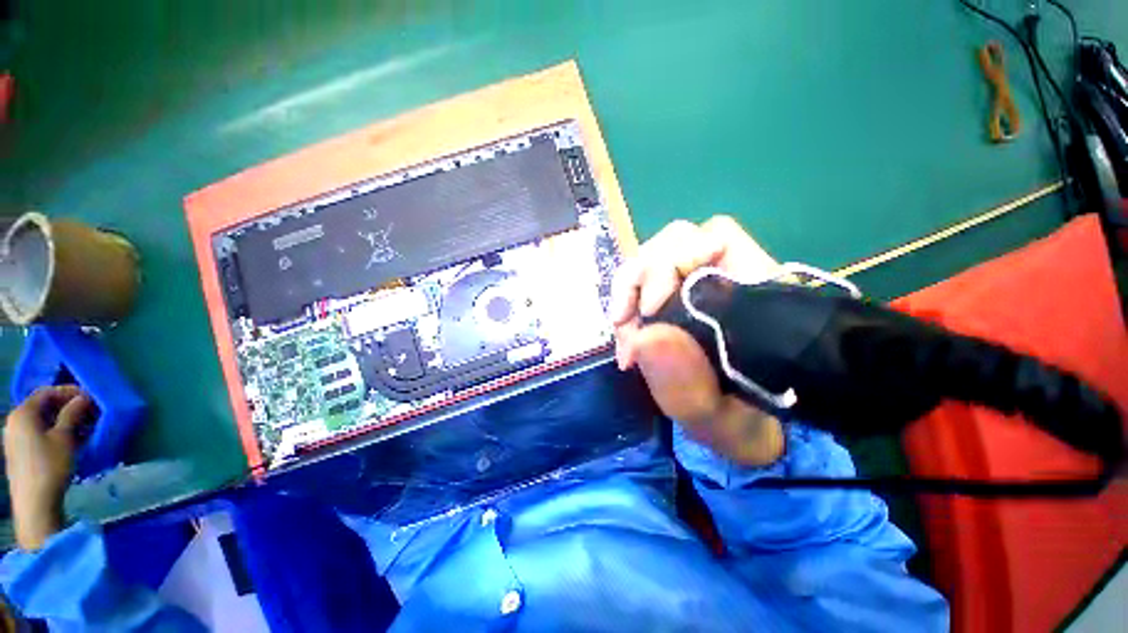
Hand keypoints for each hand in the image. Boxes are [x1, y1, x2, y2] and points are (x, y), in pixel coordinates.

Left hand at [4, 386, 93, 549]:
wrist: (35, 504)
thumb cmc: (50, 466)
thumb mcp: (65, 438)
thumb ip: (73, 414)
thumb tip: (84, 398)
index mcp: (23, 413)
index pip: (47, 392)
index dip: (69, 392)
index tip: (90, 397)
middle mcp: (15, 421)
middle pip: (43, 407)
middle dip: (67, 408)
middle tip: (90, 413)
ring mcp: (15, 438)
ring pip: (42, 421)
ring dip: (64, 421)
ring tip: (85, 428)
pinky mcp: (21, 451)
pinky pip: (39, 433)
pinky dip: (56, 432)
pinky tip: (71, 441)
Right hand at [611, 216, 784, 465]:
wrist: (739, 427)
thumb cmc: (738, 422)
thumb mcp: (716, 420)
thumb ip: (688, 386)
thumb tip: (646, 335)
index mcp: (754, 298)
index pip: (717, 238)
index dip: (674, 261)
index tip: (650, 311)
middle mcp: (726, 280)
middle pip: (677, 241)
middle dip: (641, 278)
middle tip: (624, 325)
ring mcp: (695, 285)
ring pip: (653, 258)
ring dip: (628, 293)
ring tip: (625, 338)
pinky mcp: (673, 298)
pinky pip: (642, 283)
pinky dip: (626, 304)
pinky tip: (627, 337)